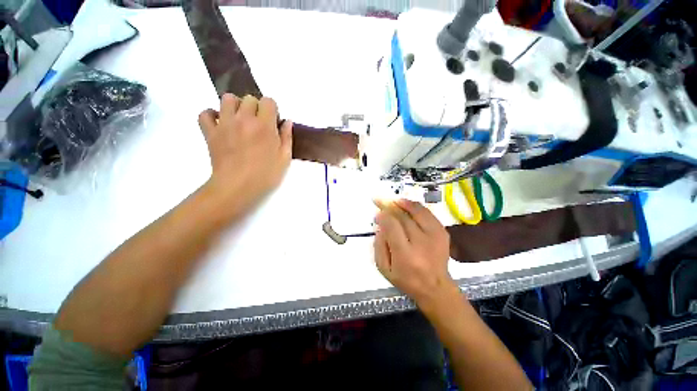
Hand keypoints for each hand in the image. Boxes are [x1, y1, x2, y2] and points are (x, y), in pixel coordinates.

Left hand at [198, 94, 292, 216]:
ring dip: (235, 106)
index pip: (268, 101)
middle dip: (256, 108)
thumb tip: (287, 121)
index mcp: (264, 126)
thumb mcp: (284, 158)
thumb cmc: (265, 175)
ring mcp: (224, 123)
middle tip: (258, 124)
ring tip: (240, 120)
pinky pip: (205, 113)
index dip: (272, 110)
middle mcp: (244, 119)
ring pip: (227, 99)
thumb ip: (287, 137)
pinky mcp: (210, 132)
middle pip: (249, 98)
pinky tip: (221, 123)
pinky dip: (212, 115)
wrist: (237, 187)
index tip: (273, 122)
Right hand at [373, 199, 454, 305]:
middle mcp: (421, 243)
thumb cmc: (406, 280)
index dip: (383, 216)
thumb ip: (379, 246)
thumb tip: (380, 225)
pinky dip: (415, 206)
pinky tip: (406, 204)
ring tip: (392, 199)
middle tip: (379, 201)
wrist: (435, 287)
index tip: (377, 214)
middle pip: (403, 217)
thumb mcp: (385, 268)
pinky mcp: (442, 233)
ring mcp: (435, 236)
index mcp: (405, 255)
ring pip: (417, 211)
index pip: (392, 227)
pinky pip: (427, 213)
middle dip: (389, 206)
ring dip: (402, 203)